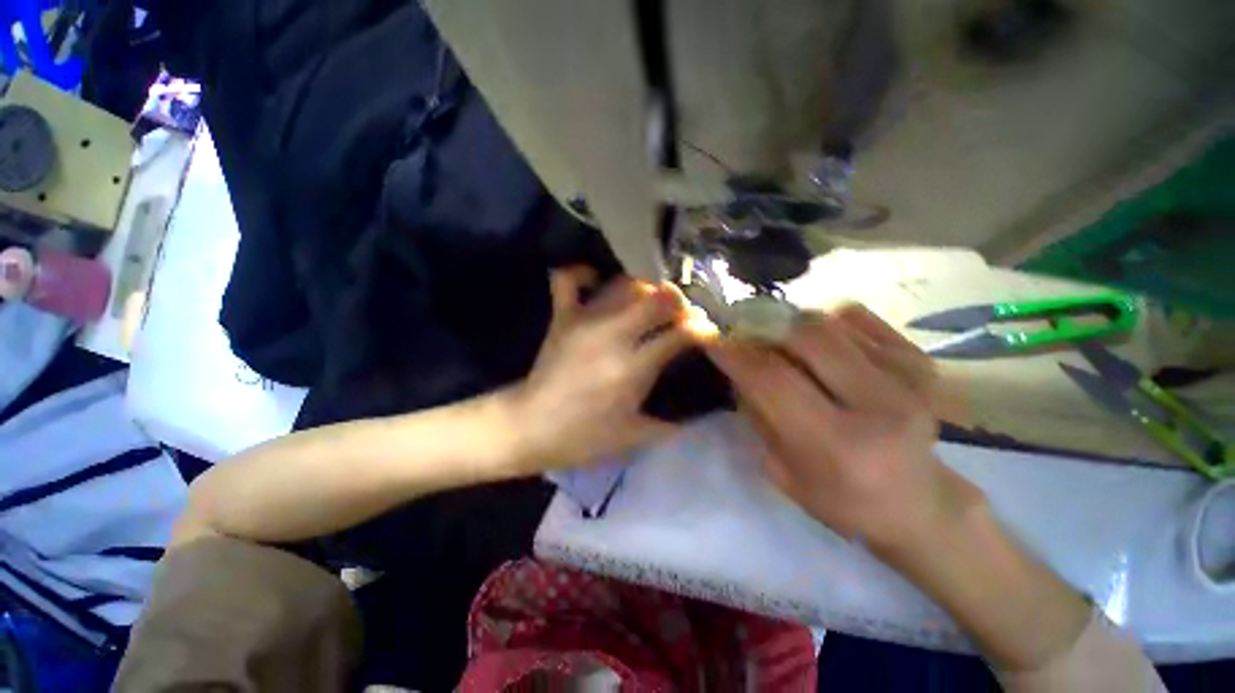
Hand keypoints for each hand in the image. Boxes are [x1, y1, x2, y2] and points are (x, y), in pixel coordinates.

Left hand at [510, 267, 696, 470]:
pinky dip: (585, 273)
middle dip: (678, 302)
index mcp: (633, 368)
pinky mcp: (562, 317)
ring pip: (624, 284)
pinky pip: (569, 279)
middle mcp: (612, 335)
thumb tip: (697, 413)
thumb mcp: (634, 437)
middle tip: (680, 314)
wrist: (529, 426)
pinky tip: (598, 281)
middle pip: (657, 299)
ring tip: (651, 302)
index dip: (702, 329)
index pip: (679, 334)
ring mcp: (584, 320)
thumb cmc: (582, 437)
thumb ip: (671, 423)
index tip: (707, 332)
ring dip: (645, 289)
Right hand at [706, 303, 981, 550]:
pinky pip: (855, 317)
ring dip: (791, 326)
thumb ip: (756, 414)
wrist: (920, 502)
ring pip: (828, 322)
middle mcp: (877, 406)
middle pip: (804, 338)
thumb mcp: (781, 471)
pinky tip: (822, 344)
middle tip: (743, 333)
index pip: (772, 380)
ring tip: (781, 342)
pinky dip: (825, 322)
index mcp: (838, 446)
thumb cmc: (841, 498)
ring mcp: (906, 377)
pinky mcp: (920, 360)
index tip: (709, 336)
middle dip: (762, 329)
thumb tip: (738, 363)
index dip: (734, 352)